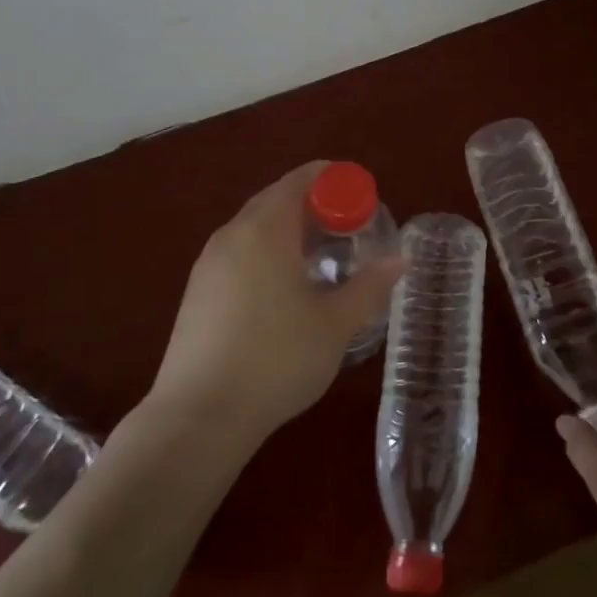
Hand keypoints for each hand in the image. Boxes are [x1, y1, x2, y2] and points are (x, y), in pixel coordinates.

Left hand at [146, 162, 402, 445]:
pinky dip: (267, 253)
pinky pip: (239, 253)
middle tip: (348, 229)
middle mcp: (232, 235)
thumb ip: (370, 286)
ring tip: (321, 259)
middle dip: (314, 205)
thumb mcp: (335, 324)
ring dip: (289, 230)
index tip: (362, 198)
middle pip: (276, 199)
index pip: (300, 180)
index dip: (334, 180)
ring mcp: (208, 264)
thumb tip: (399, 259)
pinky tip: (284, 289)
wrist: (199, 416)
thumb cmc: (277, 360)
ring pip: (254, 228)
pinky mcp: (197, 292)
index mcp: (265, 230)